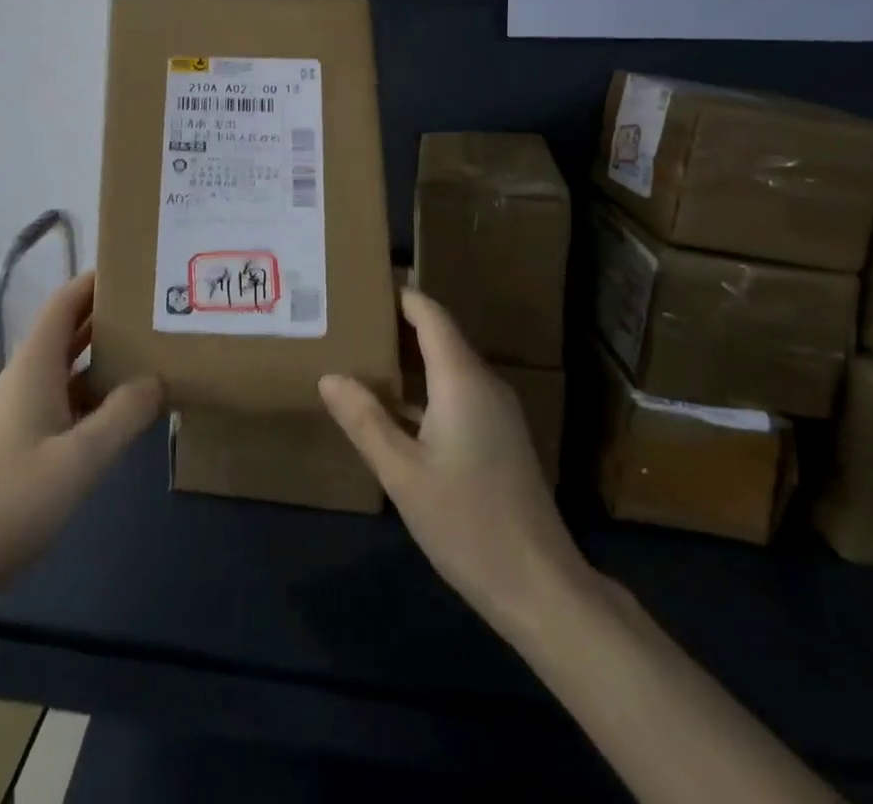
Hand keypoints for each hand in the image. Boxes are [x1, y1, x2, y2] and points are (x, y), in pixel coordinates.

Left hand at [0, 271, 163, 594]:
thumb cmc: (16, 498)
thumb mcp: (82, 457)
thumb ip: (124, 414)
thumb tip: (157, 380)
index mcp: (35, 365)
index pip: (65, 302)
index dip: (94, 281)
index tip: (132, 268)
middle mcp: (26, 376)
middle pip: (68, 329)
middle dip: (106, 314)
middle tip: (152, 309)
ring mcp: (22, 407)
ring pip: (68, 365)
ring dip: (102, 354)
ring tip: (147, 350)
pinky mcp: (22, 436)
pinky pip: (64, 396)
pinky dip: (93, 390)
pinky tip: (120, 407)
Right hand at [319, 290, 593, 639]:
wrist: (542, 588)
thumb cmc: (467, 522)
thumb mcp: (402, 472)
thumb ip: (365, 420)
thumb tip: (330, 376)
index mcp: (462, 379)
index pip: (429, 313)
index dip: (398, 294)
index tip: (360, 284)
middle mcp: (484, 384)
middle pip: (438, 335)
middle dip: (394, 325)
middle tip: (347, 321)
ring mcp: (496, 412)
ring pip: (446, 366)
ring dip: (407, 360)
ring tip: (359, 357)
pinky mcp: (499, 437)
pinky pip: (456, 393)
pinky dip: (422, 389)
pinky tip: (391, 409)